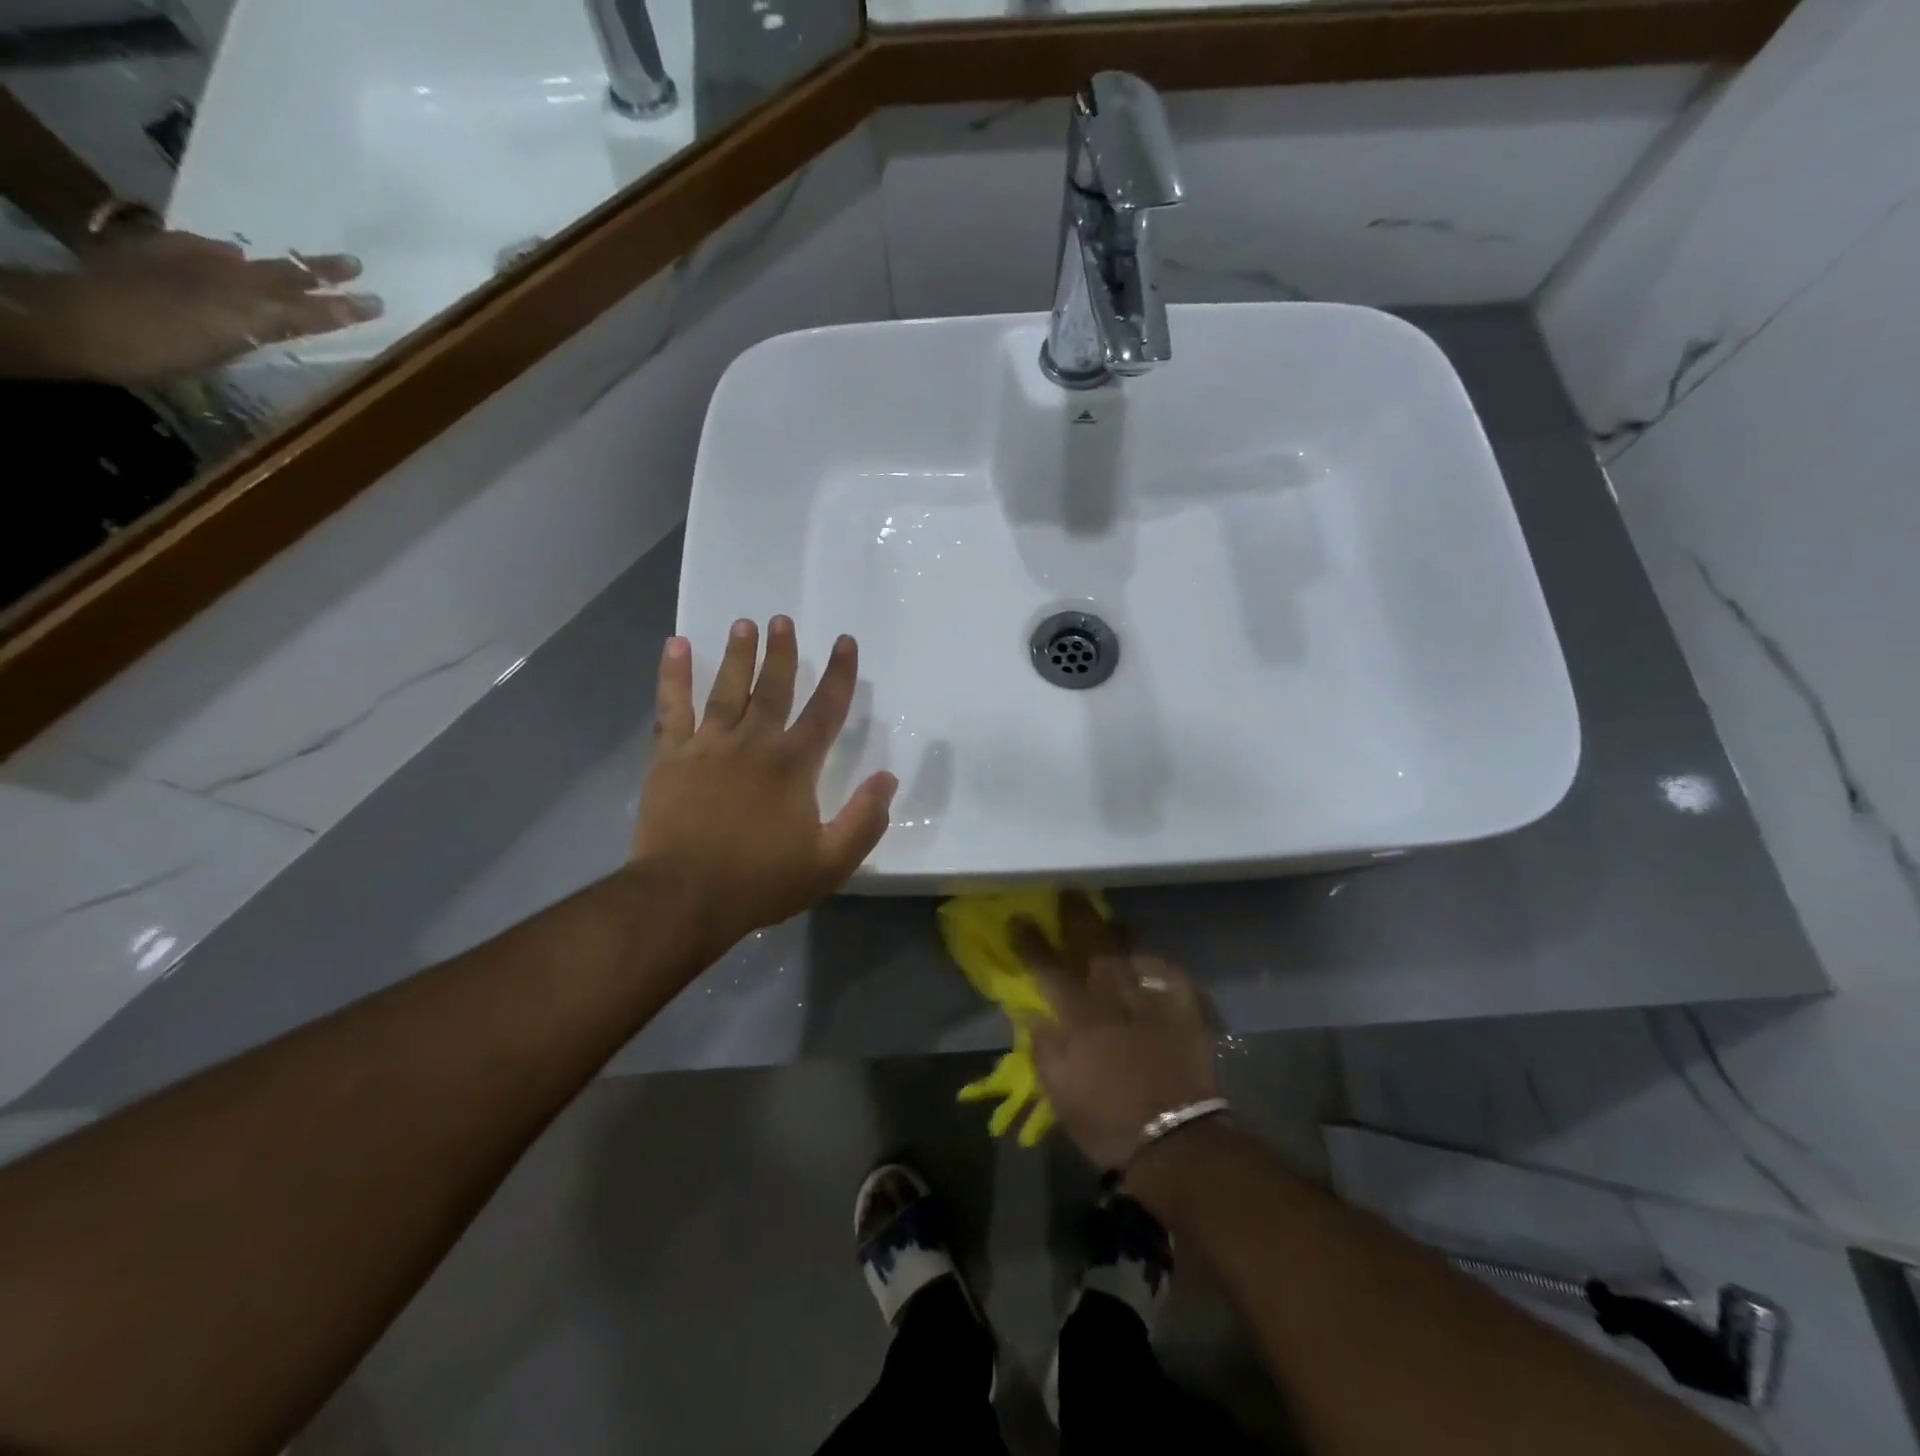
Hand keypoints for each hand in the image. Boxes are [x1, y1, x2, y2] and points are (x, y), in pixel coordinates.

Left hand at [23, 232, 382, 382]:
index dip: (343, 303)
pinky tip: (225, 256)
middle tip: (351, 266)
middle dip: (317, 272)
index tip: (377, 301)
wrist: (71, 321)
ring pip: (246, 264)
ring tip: (297, 265)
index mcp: (246, 293)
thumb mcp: (233, 333)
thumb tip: (330, 301)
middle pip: (280, 273)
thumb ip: (285, 317)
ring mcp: (184, 265)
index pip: (309, 300)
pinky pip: (201, 254)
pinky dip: (223, 256)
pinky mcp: (151, 263)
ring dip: (277, 267)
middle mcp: (222, 272)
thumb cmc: (160, 340)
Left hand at [633, 616, 897, 958]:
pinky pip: (673, 707)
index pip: (825, 709)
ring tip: (744, 624)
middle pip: (772, 687)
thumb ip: (864, 820)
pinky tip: (677, 646)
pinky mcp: (671, 757)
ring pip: (727, 689)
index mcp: (794, 764)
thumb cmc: (761, 880)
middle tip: (782, 620)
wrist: (685, 896)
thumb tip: (888, 779)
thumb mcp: (830, 862)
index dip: (839, 674)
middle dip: (781, 653)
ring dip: (738, 655)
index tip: (845, 642)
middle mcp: (754, 742)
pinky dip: (674, 675)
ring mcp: (708, 745)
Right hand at [1013, 893, 1217, 1168]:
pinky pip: (1172, 975)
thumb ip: (1045, 1049)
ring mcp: (1152, 1001)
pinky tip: (1153, 959)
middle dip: (1077, 917)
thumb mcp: (1060, 1093)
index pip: (1048, 968)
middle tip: (1069, 894)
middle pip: (1093, 946)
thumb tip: (1033, 1014)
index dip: (1031, 942)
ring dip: (1118, 932)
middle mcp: (1114, 998)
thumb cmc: (1108, 1121)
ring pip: (1133, 952)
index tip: (1018, 919)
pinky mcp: (1185, 1012)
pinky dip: (1160, 964)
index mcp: (1080, 1017)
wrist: (1176, 1140)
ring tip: (1110, 918)